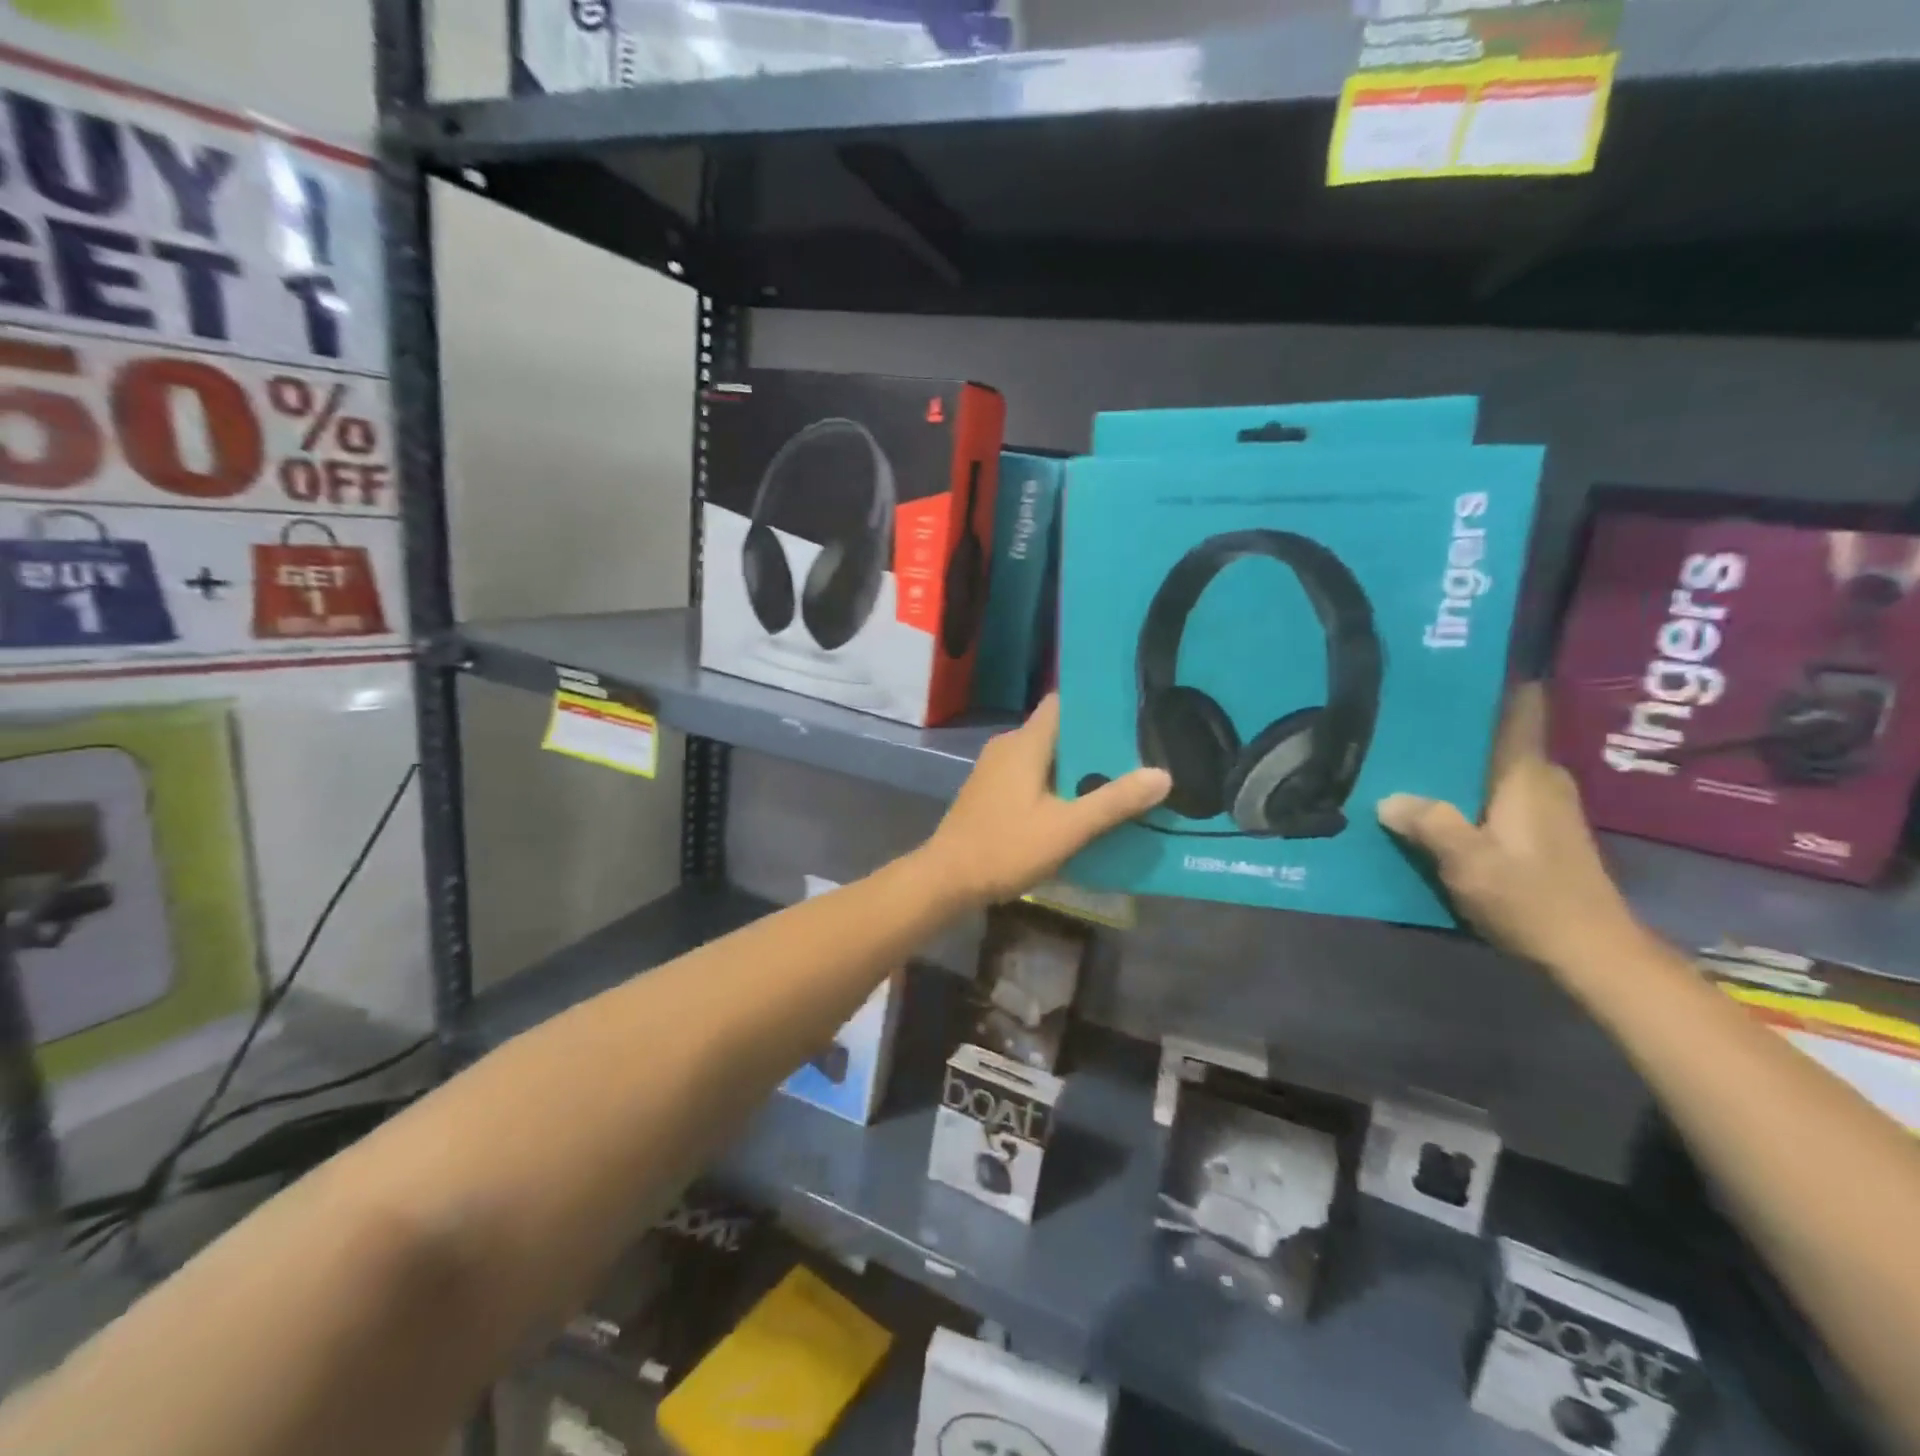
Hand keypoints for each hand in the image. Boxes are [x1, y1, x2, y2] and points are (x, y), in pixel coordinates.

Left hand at [923, 695, 1170, 907]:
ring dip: (1078, 769)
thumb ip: (1114, 802)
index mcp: (1025, 743)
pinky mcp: (991, 792)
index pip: (1063, 703)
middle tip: (1139, 755)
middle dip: (1096, 744)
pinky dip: (1057, 785)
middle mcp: (1008, 746)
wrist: (946, 880)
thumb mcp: (1067, 828)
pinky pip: (1032, 776)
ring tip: (1120, 781)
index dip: (1096, 706)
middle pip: (1059, 732)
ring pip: (1046, 757)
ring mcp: (995, 769)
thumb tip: (1162, 775)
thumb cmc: (1005, 847)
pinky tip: (1082, 807)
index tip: (1132, 715)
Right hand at [1377, 684, 1641, 973]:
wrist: (1593, 954)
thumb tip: (1389, 798)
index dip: (1495, 682)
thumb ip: (1430, 824)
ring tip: (1405, 754)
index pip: (1521, 710)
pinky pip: (1493, 793)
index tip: (1455, 663)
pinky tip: (1429, 801)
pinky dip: (1463, 790)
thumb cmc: (1533, 899)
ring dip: (1455, 762)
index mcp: (1527, 775)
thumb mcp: (1470, 862)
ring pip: (1492, 767)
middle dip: (1455, 725)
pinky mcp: (1538, 832)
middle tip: (1402, 715)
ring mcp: (1543, 807)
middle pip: (1497, 737)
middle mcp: (1541, 780)